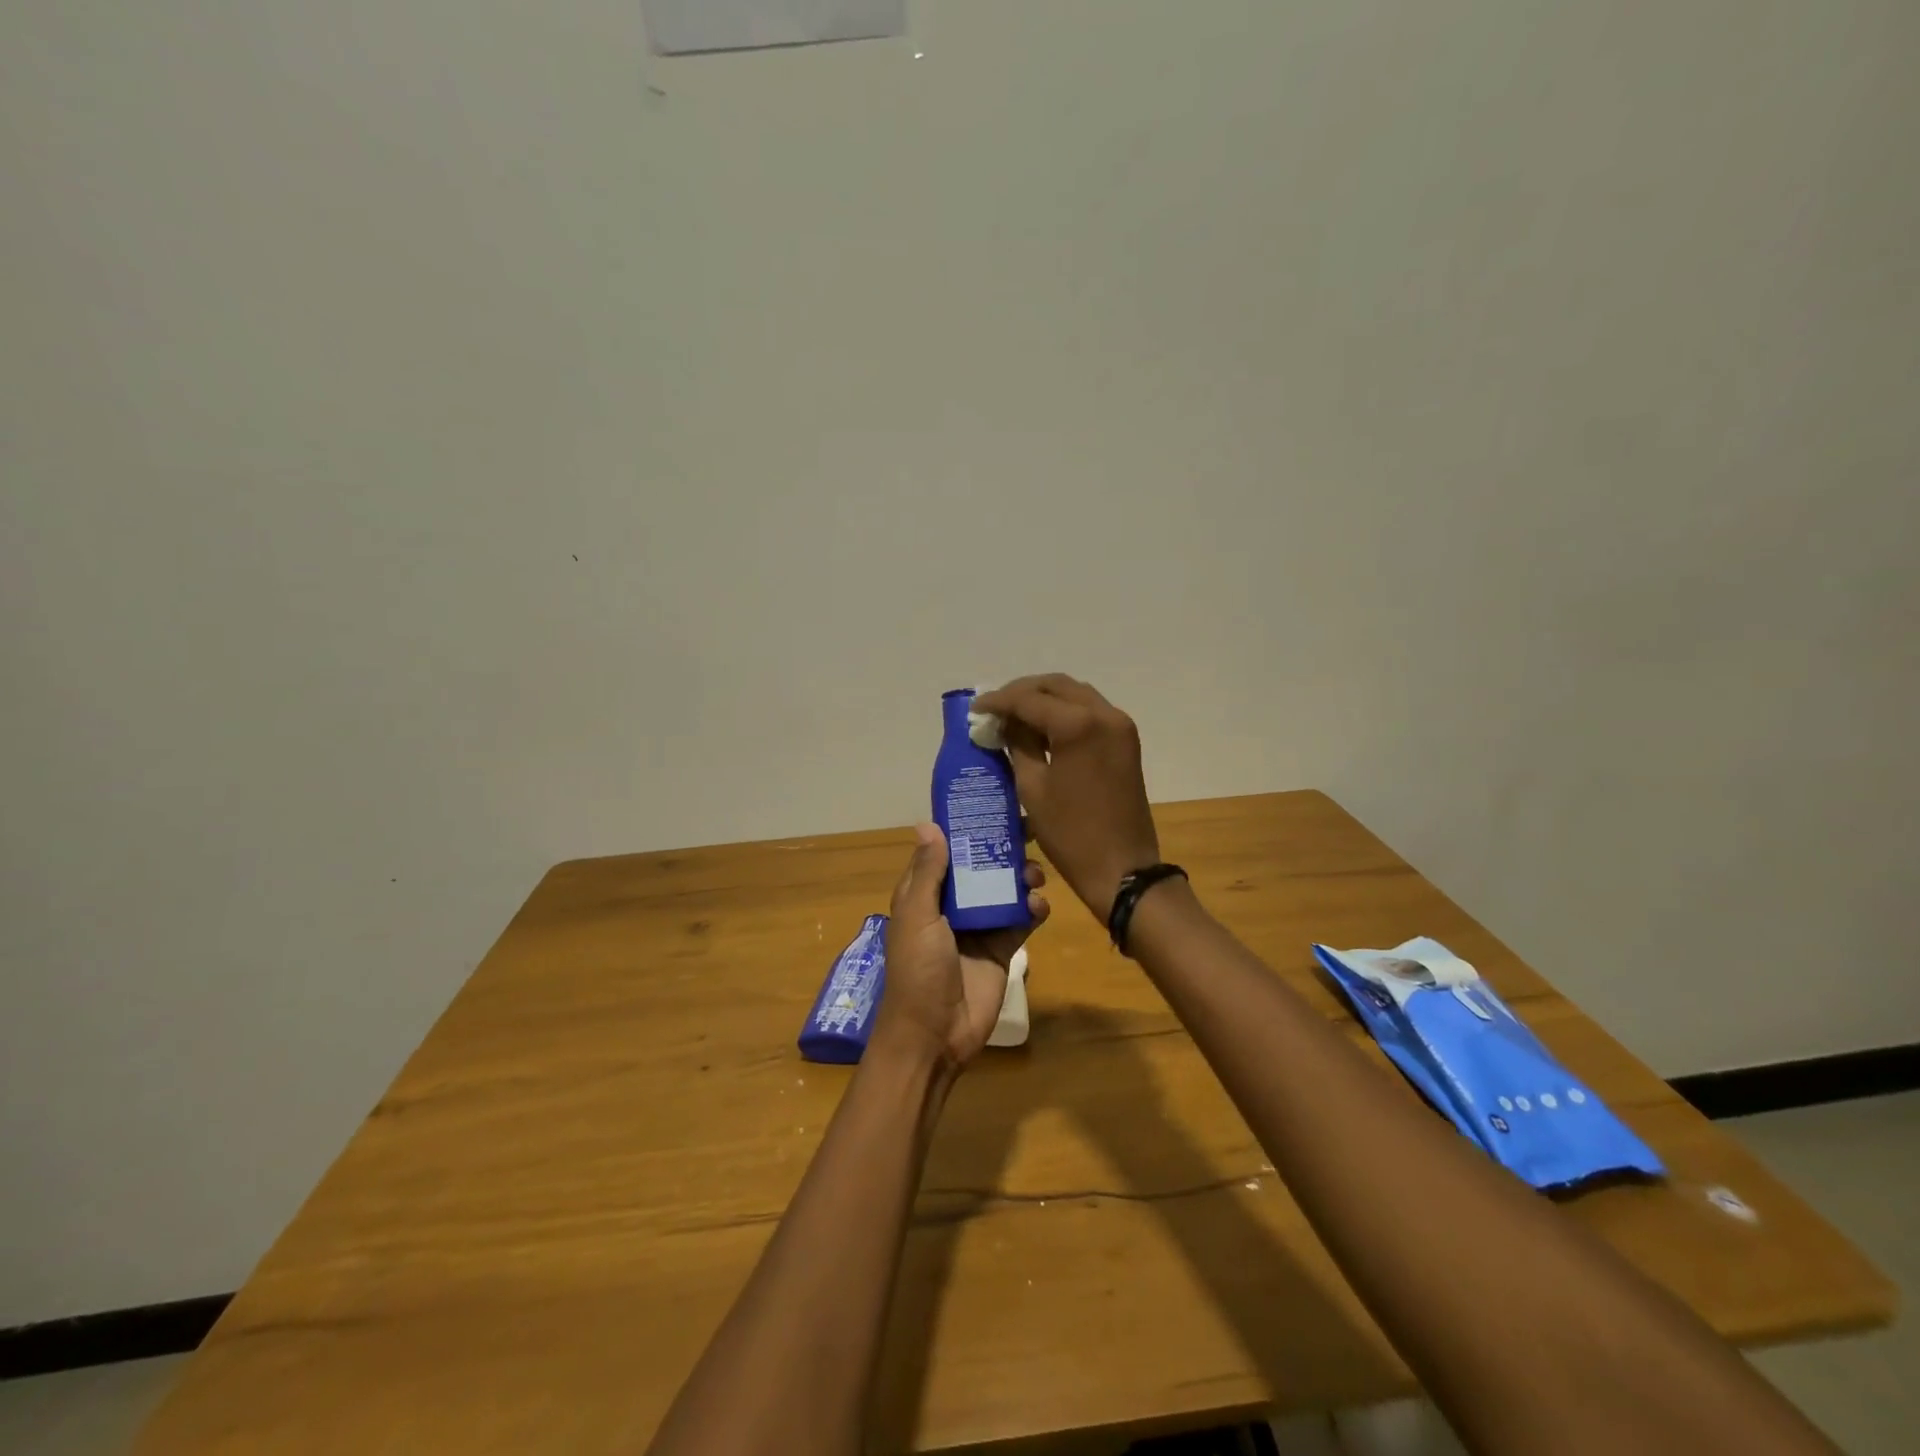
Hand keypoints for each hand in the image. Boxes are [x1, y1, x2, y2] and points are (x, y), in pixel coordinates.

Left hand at [869, 823, 1049, 1073]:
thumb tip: (929, 825)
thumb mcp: (917, 917)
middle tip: (1029, 831)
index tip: (991, 804)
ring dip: (1021, 877)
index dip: (964, 828)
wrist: (935, 1035)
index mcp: (925, 894)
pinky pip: (1021, 920)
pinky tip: (1039, 906)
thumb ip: (928, 873)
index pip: (945, 851)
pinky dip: (1033, 910)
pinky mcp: (1002, 948)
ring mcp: (979, 926)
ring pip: (1004, 890)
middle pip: (980, 866)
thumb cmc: (918, 970)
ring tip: (1035, 875)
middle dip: (1002, 849)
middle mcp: (952, 905)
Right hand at [971, 674, 1158, 921]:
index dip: (998, 701)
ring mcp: (1119, 725)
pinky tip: (1042, 728)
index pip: (1029, 699)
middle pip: (1056, 686)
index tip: (975, 709)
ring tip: (1015, 715)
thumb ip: (1018, 744)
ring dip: (1045, 699)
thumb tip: (1005, 722)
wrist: (1122, 868)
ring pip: (1075, 694)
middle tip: (995, 708)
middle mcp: (1104, 714)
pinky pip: (1091, 711)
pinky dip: (1065, 712)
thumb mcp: (1033, 787)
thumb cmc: (1070, 833)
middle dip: (1023, 692)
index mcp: (1077, 725)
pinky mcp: (1125, 740)